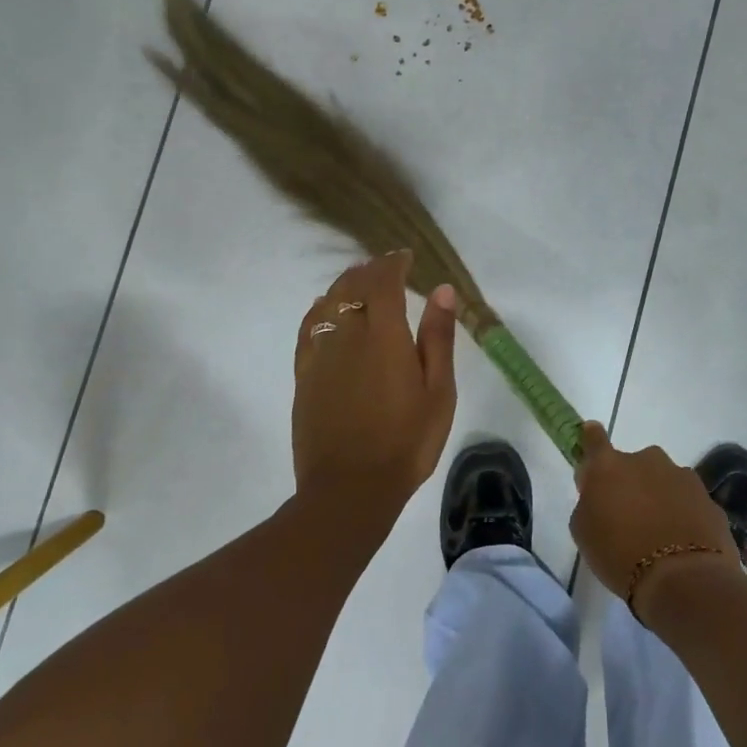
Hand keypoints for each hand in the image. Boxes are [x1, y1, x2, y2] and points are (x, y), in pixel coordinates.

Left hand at [292, 252, 457, 520]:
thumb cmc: (406, 442)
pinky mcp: (304, 375)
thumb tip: (441, 290)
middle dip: (369, 270)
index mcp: (384, 336)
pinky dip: (319, 310)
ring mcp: (321, 355)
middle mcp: (347, 336)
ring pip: (327, 304)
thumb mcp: (438, 392)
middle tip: (386, 267)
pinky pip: (308, 328)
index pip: (383, 282)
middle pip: (352, 286)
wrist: (350, 489)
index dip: (393, 263)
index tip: (405, 257)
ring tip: (359, 282)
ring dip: (344, 285)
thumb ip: (438, 338)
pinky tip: (326, 311)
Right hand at [570, 422, 740, 625]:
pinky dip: (684, 516)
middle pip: (635, 465)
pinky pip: (689, 503)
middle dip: (632, 483)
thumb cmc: (619, 555)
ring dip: (660, 499)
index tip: (591, 437)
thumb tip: (600, 494)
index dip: (591, 438)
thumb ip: (589, 502)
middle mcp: (647, 460)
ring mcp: (682, 477)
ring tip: (659, 537)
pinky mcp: (709, 499)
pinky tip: (682, 545)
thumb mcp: (584, 531)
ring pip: (665, 482)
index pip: (594, 439)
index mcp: (609, 465)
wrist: (683, 580)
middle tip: (629, 516)